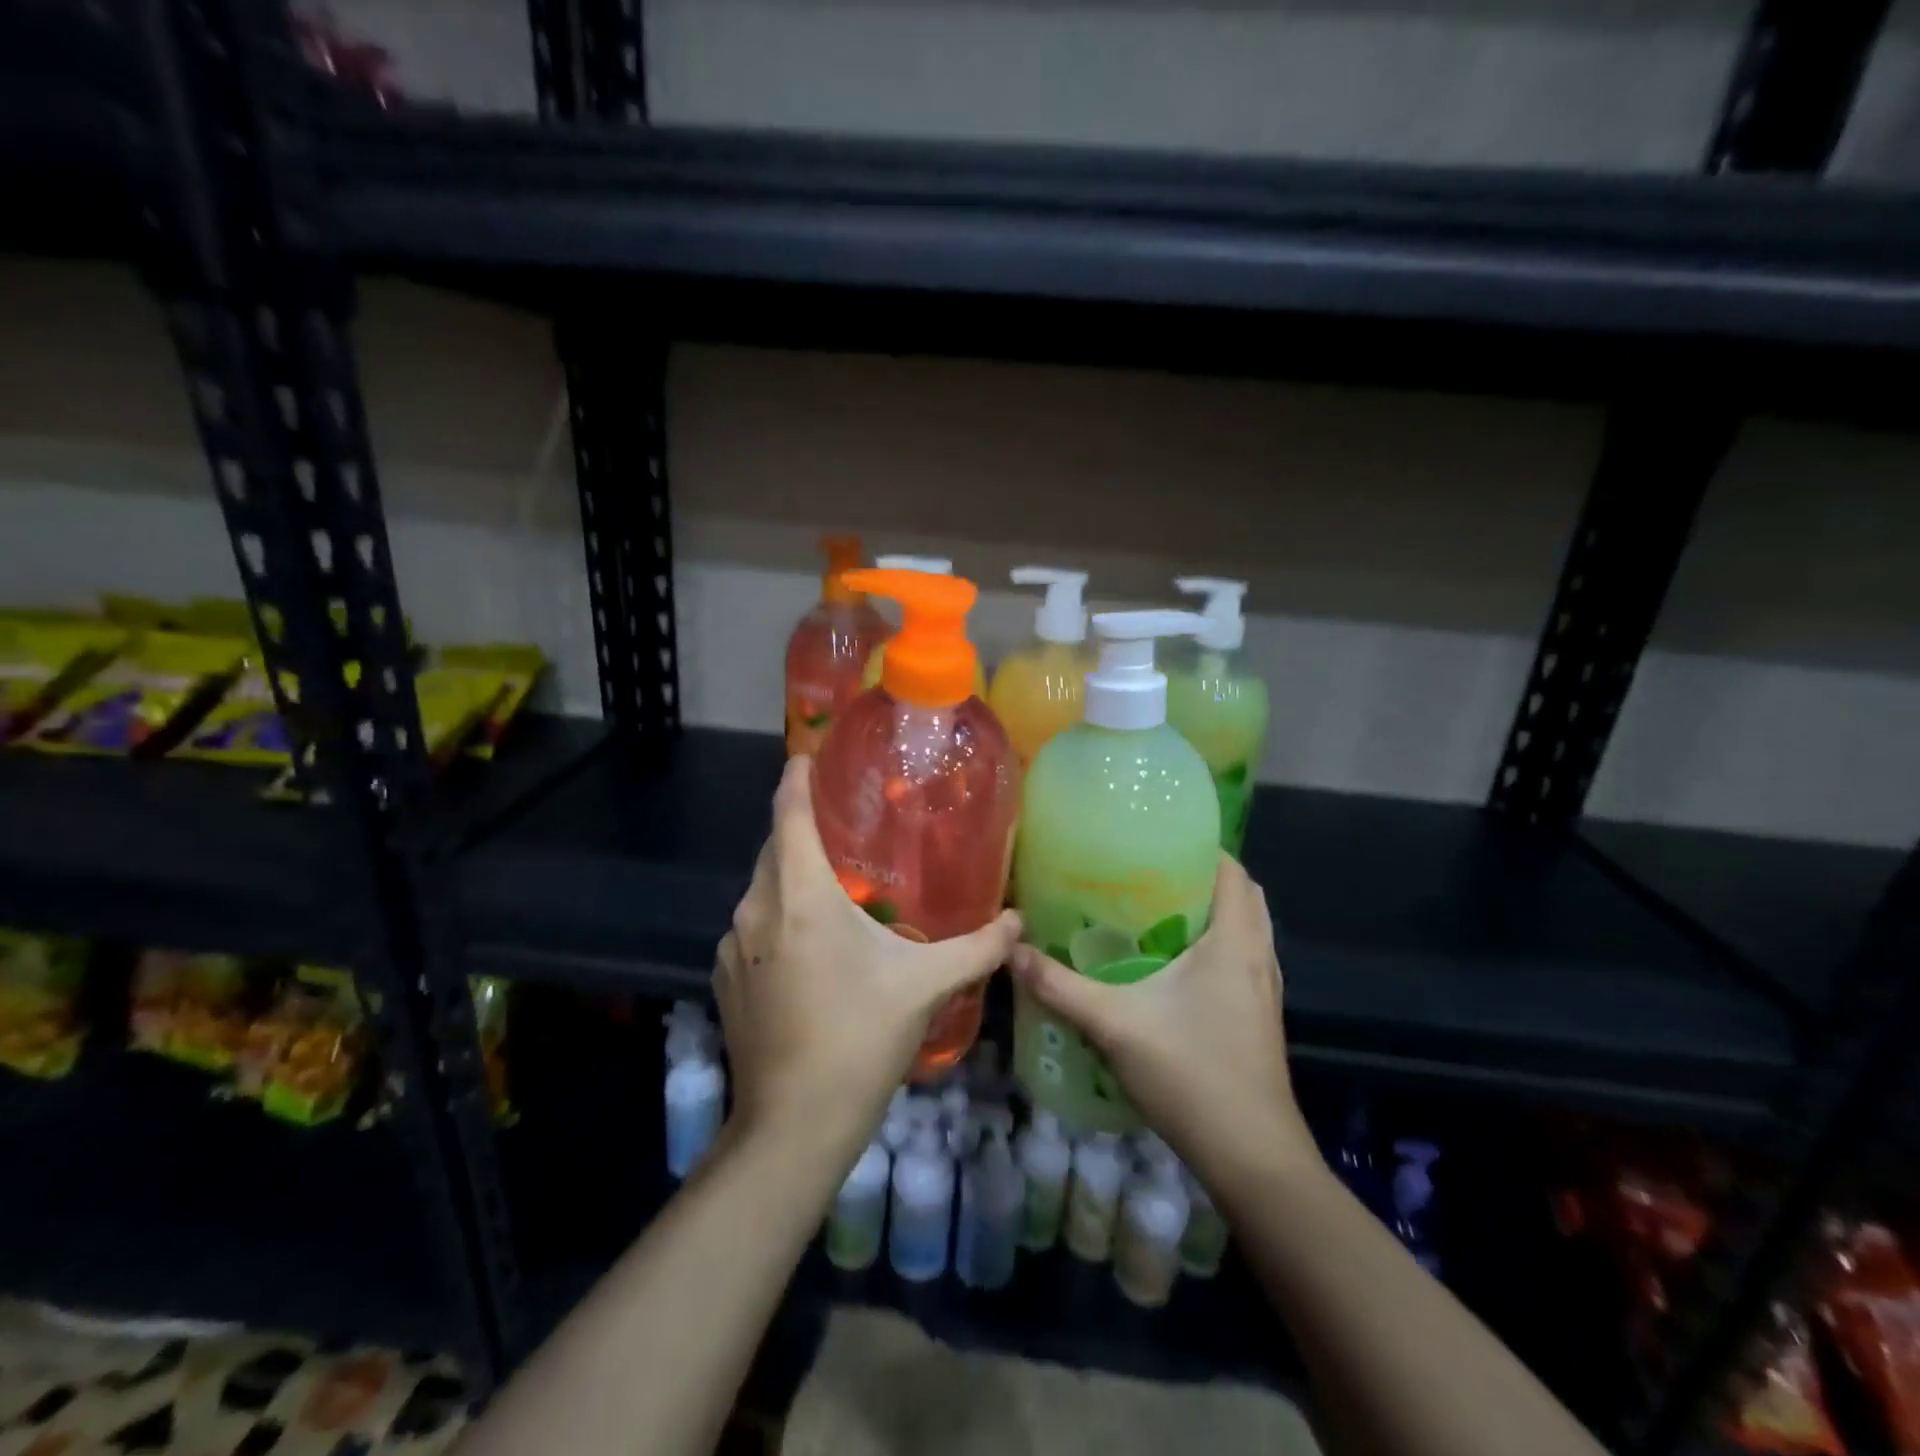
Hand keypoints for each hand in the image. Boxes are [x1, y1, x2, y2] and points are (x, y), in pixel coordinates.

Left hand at [716, 756, 1020, 1166]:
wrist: (793, 1126)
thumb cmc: (859, 1040)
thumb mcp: (925, 987)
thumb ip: (978, 948)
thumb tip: (1018, 922)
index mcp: (800, 896)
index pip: (788, 813)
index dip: (796, 777)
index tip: (808, 755)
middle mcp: (757, 909)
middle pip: (774, 846)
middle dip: (801, 827)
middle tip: (843, 823)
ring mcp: (734, 946)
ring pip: (761, 887)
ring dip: (790, 875)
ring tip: (833, 884)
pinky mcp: (725, 977)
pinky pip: (752, 925)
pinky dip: (777, 915)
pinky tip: (808, 944)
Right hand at [1009, 854, 1316, 1196]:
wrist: (1252, 1158)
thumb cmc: (1191, 1074)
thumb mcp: (1115, 1024)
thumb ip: (1060, 986)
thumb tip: (1012, 950)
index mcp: (1235, 941)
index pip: (1232, 870)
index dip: (1201, 846)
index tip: (1154, 838)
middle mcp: (1258, 956)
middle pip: (1241, 895)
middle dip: (1200, 876)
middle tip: (1147, 873)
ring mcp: (1263, 990)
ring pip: (1243, 929)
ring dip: (1209, 911)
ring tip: (1153, 909)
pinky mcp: (1258, 1017)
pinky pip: (1240, 958)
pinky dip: (1214, 944)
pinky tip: (1169, 964)